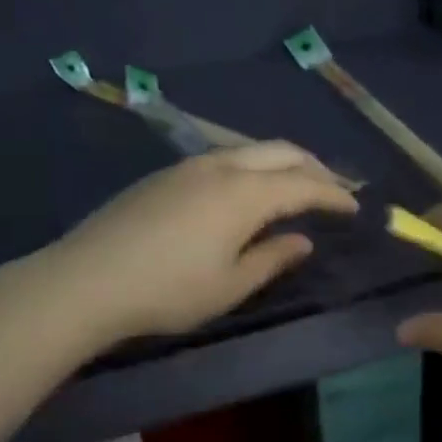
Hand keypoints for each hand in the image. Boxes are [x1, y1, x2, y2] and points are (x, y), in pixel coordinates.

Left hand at [38, 142, 357, 346]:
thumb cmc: (167, 291)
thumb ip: (272, 258)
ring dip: (281, 163)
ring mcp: (190, 165)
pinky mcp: (166, 174)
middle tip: (333, 189)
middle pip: (281, 152)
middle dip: (314, 167)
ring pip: (250, 149)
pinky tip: (246, 190)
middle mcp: (222, 166)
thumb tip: (302, 240)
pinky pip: (224, 157)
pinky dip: (252, 166)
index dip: (334, 195)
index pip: (304, 185)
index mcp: (245, 194)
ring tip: (295, 186)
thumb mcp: (229, 286)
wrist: (85, 280)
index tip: (355, 207)